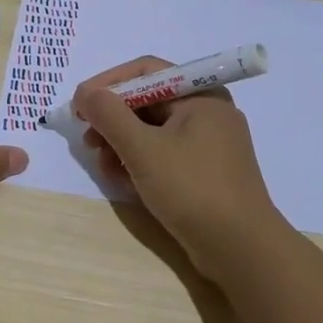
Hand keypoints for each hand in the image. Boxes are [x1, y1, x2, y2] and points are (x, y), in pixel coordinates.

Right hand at [73, 56, 287, 280]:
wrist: (242, 250)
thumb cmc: (193, 189)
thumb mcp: (143, 149)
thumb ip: (109, 115)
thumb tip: (85, 93)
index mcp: (201, 95)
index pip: (146, 71)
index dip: (108, 83)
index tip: (80, 104)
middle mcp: (207, 112)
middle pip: (148, 101)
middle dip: (113, 119)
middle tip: (89, 141)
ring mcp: (209, 144)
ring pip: (154, 131)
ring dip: (122, 144)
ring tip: (104, 167)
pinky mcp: (205, 172)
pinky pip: (165, 154)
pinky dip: (141, 162)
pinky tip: (124, 181)